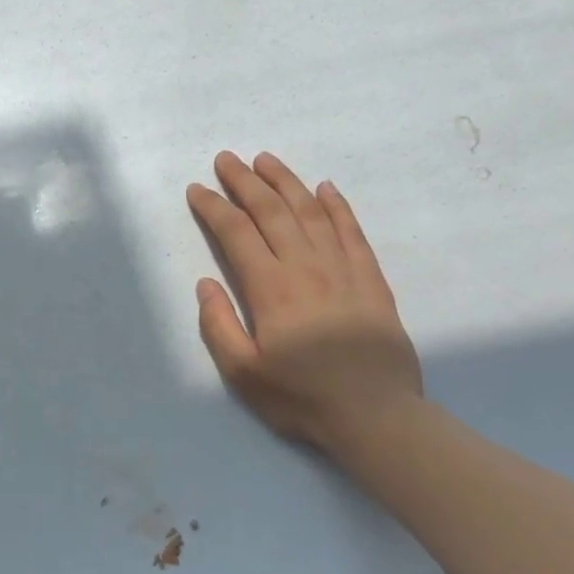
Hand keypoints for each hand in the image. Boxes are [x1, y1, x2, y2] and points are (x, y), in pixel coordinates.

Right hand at [187, 152, 421, 458]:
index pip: (236, 233)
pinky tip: (325, 188)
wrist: (375, 415)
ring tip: (266, 160)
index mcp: (270, 288)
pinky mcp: (371, 279)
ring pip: (311, 212)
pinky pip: (352, 231)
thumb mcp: (242, 373)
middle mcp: (305, 267)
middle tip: (226, 159)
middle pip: (271, 211)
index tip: (197, 189)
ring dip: (286, 182)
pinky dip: (337, 206)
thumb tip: (205, 284)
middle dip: (245, 182)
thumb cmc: (301, 397)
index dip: (214, 207)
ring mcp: (342, 269)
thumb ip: (219, 326)